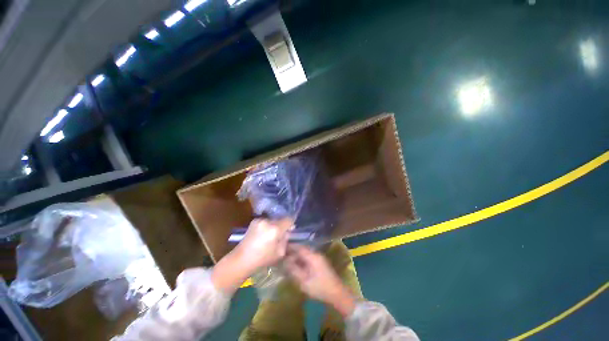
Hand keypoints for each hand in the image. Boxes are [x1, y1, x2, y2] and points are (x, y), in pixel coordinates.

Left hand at [212, 218, 292, 292]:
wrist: (241, 259)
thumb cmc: (262, 259)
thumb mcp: (280, 252)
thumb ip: (285, 240)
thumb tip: (287, 232)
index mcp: (275, 228)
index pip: (288, 219)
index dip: (291, 224)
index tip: (290, 230)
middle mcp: (267, 221)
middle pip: (280, 219)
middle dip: (281, 226)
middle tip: (279, 236)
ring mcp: (259, 220)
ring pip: (272, 220)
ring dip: (273, 226)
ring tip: (269, 237)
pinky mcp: (254, 221)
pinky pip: (265, 222)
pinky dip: (266, 226)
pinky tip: (262, 235)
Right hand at [285, 245, 356, 316]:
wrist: (337, 293)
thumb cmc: (320, 287)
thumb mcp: (304, 281)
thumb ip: (294, 270)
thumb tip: (285, 261)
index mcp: (312, 256)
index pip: (299, 247)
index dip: (290, 246)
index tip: (281, 247)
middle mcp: (316, 254)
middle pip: (302, 249)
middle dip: (292, 251)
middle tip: (283, 255)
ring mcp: (319, 257)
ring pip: (305, 253)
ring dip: (297, 255)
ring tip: (288, 260)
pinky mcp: (320, 262)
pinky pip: (309, 257)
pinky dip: (302, 259)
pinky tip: (297, 264)